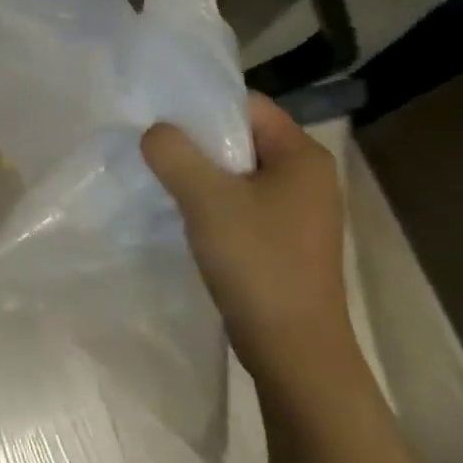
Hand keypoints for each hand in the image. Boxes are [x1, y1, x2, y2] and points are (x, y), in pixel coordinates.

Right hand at [142, 94, 351, 382]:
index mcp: (303, 155)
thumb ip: (173, 153)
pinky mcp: (286, 241)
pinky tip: (186, 215)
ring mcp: (299, 212)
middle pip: (242, 137)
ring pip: (240, 173)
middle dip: (198, 141)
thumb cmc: (258, 264)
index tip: (162, 117)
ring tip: (164, 178)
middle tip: (156, 147)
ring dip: (203, 174)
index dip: (204, 106)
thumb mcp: (206, 199)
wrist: (296, 356)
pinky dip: (215, 203)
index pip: (248, 105)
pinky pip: (243, 203)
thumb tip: (154, 132)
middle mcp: (308, 177)